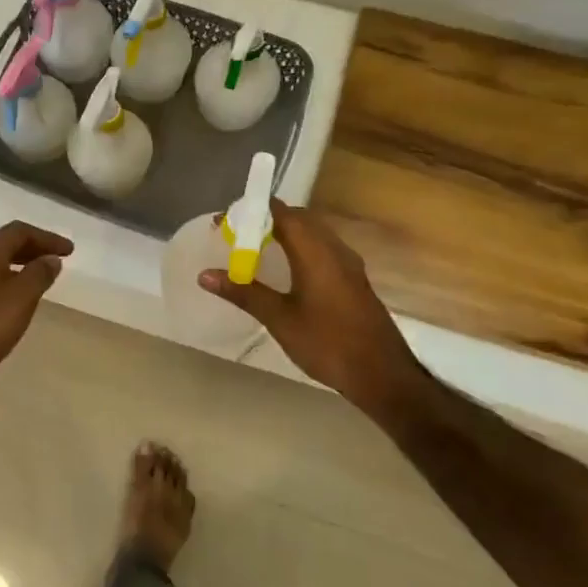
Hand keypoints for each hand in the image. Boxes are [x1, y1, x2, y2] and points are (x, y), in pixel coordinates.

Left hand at [0, 221, 73, 402]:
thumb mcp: (20, 299)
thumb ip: (38, 275)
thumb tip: (51, 258)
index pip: (19, 231)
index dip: (46, 237)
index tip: (69, 250)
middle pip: (4, 243)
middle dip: (32, 247)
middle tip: (55, 260)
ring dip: (18, 263)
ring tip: (39, 278)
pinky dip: (6, 279)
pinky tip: (13, 299)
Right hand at [199, 202, 419, 412]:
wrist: (382, 375)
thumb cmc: (328, 343)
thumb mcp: (279, 319)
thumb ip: (243, 293)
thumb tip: (205, 274)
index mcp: (316, 252)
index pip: (282, 213)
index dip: (252, 211)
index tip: (224, 222)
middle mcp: (335, 249)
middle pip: (299, 219)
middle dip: (266, 220)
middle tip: (235, 235)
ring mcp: (348, 264)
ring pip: (313, 234)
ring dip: (284, 233)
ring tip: (255, 249)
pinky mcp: (354, 280)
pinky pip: (322, 249)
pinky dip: (299, 248)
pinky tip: (286, 270)